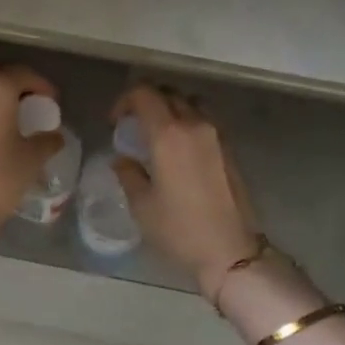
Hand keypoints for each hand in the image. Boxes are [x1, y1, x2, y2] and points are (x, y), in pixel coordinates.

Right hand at [111, 85, 262, 297]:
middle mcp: (195, 125)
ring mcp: (216, 135)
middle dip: (146, 101)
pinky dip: (187, 122)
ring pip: (189, 103)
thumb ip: (128, 174)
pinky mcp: (229, 148)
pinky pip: (204, 120)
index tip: (115, 122)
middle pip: (168, 93)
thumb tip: (122, 159)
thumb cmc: (180, 229)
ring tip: (157, 133)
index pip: (144, 94)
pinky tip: (178, 150)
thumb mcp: (142, 205)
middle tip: (132, 124)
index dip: (124, 101)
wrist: (230, 251)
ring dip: (170, 109)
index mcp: (168, 134)